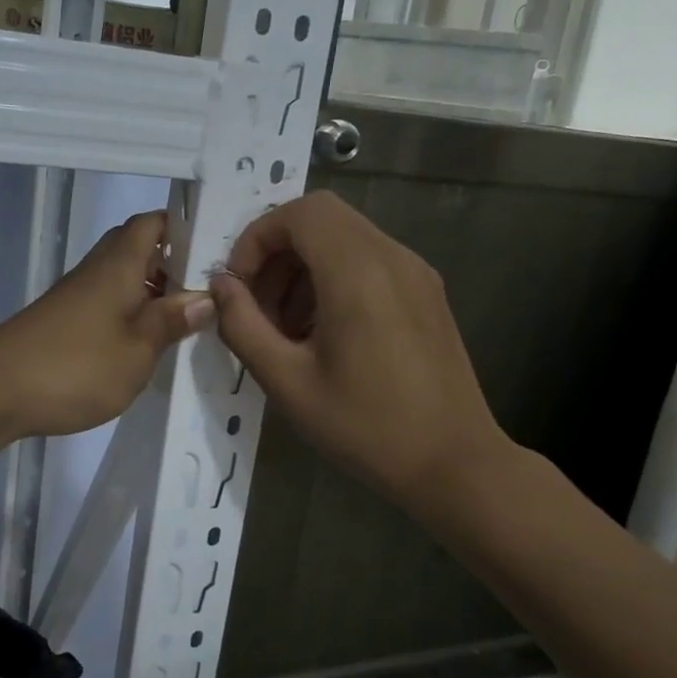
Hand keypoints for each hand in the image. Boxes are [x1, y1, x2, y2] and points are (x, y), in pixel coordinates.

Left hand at [0, 211, 213, 438]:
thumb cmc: (75, 366)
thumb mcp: (137, 350)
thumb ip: (170, 321)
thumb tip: (205, 296)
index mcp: (119, 265)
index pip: (152, 223)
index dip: (183, 227)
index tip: (216, 248)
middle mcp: (97, 271)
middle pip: (137, 248)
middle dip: (173, 264)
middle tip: (208, 292)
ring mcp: (77, 297)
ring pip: (123, 279)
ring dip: (153, 293)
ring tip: (187, 322)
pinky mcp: (64, 322)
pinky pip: (107, 305)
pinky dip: (131, 315)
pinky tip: (146, 345)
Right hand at [209, 191, 512, 506]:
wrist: (455, 465)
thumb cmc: (366, 427)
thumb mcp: (287, 382)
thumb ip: (243, 326)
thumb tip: (221, 287)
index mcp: (358, 273)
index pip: (300, 212)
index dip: (258, 238)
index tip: (240, 286)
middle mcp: (392, 258)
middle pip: (321, 218)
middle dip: (277, 251)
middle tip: (258, 306)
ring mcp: (416, 273)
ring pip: (345, 237)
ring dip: (303, 267)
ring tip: (286, 327)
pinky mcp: (427, 293)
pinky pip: (369, 261)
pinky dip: (333, 278)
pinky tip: (324, 333)